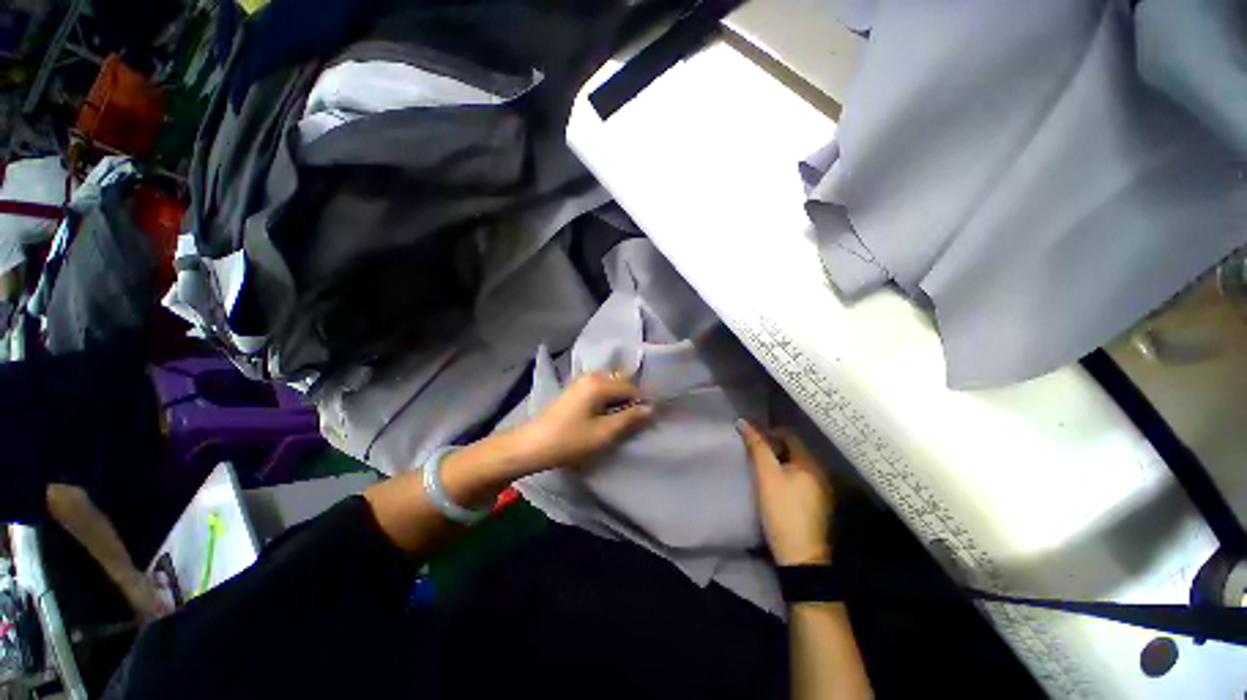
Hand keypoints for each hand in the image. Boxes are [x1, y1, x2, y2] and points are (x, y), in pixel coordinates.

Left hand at [517, 372, 653, 469]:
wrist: (533, 445)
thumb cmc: (570, 440)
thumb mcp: (604, 433)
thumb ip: (630, 418)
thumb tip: (651, 408)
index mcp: (599, 383)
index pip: (632, 388)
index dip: (643, 402)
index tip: (651, 419)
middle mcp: (592, 376)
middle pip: (622, 383)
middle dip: (632, 400)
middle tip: (638, 421)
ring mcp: (582, 381)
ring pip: (611, 386)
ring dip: (620, 401)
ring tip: (624, 420)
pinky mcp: (576, 389)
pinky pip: (601, 389)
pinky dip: (609, 400)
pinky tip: (608, 415)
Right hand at [738, 420, 834, 565]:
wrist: (800, 557)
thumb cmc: (782, 510)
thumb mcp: (766, 476)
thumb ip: (757, 447)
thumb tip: (744, 422)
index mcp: (810, 463)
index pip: (789, 436)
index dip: (769, 432)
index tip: (752, 438)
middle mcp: (821, 473)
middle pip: (794, 450)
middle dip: (774, 448)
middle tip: (754, 453)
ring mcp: (822, 491)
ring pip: (797, 466)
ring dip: (780, 462)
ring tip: (761, 468)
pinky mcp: (818, 506)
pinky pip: (801, 480)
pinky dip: (787, 476)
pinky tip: (775, 486)